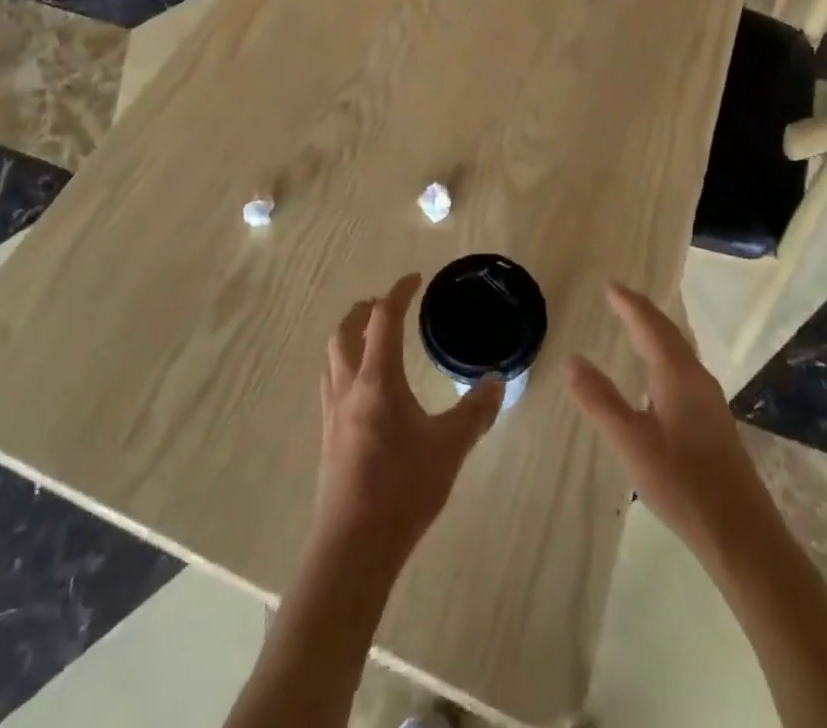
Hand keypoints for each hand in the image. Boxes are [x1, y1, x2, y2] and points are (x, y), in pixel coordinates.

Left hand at [315, 274, 503, 565]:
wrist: (353, 547)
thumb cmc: (403, 489)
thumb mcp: (450, 448)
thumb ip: (476, 412)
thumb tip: (497, 380)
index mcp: (377, 380)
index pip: (383, 319)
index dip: (398, 293)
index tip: (415, 279)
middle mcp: (349, 387)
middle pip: (346, 331)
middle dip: (365, 310)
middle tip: (387, 305)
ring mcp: (333, 413)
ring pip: (332, 357)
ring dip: (349, 336)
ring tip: (371, 338)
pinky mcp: (328, 437)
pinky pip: (331, 383)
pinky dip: (345, 365)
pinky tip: (363, 388)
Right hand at [566, 283, 770, 558]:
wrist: (741, 533)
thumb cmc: (682, 483)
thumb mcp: (631, 442)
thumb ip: (600, 400)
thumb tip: (572, 359)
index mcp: (677, 374)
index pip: (650, 326)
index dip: (629, 305)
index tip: (610, 286)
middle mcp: (697, 377)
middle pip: (669, 333)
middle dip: (644, 313)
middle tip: (620, 298)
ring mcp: (710, 399)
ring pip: (680, 350)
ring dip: (657, 332)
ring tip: (637, 325)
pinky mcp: (715, 420)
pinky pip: (685, 368)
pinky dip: (666, 353)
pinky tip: (660, 373)